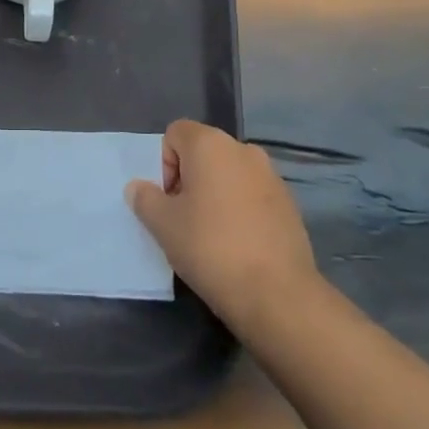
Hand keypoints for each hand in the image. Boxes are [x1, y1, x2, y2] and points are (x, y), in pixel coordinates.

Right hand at [126, 120, 318, 332]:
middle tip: (184, 219)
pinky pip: (252, 195)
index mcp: (210, 144)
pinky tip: (238, 245)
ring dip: (215, 195)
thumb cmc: (211, 248)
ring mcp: (271, 176)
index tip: (168, 201)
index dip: (164, 164)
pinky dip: (240, 210)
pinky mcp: (289, 204)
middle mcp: (243, 150)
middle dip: (189, 180)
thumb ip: (145, 198)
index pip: (175, 134)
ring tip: (211, 236)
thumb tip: (139, 187)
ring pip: (229, 175)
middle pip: (203, 153)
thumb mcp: (163, 225)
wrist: (278, 295)